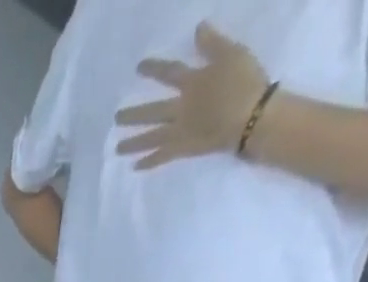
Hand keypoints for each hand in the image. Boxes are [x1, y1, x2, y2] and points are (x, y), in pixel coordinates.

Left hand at [116, 22, 269, 170]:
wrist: (251, 116)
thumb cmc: (244, 83)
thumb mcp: (232, 54)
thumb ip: (213, 43)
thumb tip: (197, 28)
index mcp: (192, 83)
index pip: (169, 73)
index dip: (153, 69)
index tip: (138, 68)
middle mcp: (181, 108)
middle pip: (152, 111)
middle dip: (133, 115)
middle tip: (116, 119)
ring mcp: (180, 131)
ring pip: (152, 137)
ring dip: (134, 143)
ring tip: (117, 148)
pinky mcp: (184, 149)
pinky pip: (162, 157)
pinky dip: (149, 162)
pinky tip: (135, 167)